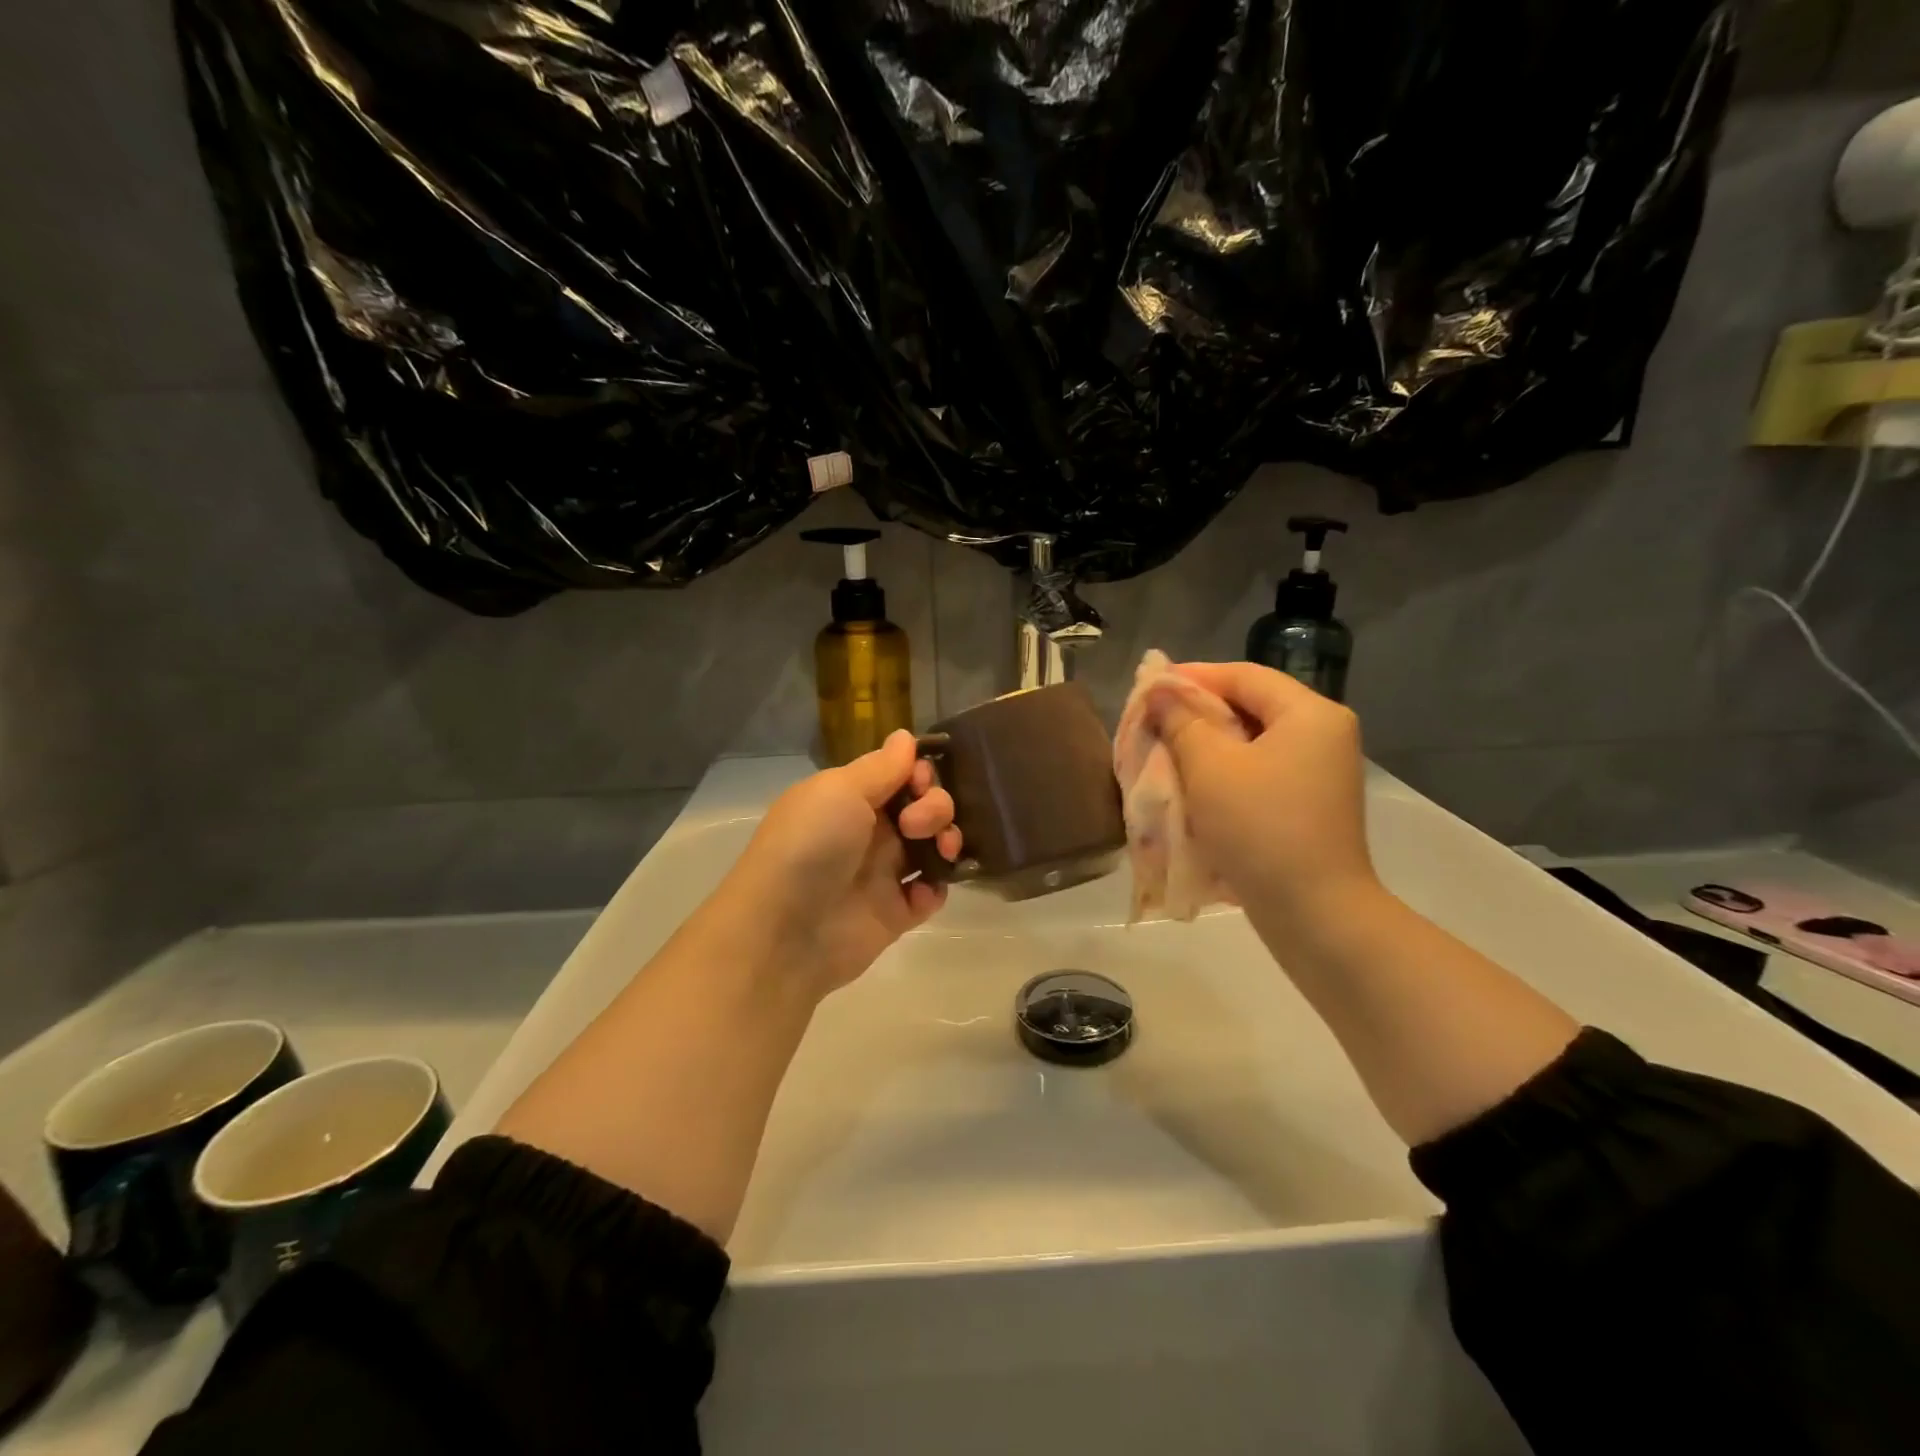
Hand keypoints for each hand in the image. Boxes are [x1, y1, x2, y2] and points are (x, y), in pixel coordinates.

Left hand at [720, 731, 960, 996]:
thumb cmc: (810, 846)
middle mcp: (868, 831)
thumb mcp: (839, 790)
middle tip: (918, 823)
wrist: (784, 931)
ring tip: (941, 852)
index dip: (919, 772)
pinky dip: (936, 888)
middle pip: (922, 806)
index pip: (899, 774)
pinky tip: (924, 890)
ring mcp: (882, 874)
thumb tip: (905, 736)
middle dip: (936, 806)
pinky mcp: (894, 914)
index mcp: (849, 797)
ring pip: (932, 846)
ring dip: (947, 840)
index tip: (920, 781)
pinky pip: (929, 893)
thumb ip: (881, 767)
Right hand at [1146, 661, 1376, 932]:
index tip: (1149, 686)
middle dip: (1197, 712)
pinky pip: (1260, 772)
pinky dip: (1225, 771)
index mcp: (1310, 714)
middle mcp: (1323, 735)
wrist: (1314, 913)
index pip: (1244, 675)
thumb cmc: (1260, 827)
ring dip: (1207, 744)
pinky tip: (1193, 784)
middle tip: (1152, 721)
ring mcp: (1320, 773)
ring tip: (1164, 751)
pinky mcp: (1310, 805)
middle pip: (1250, 706)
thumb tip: (1160, 692)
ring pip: (1252, 742)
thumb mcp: (1210, 767)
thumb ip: (1181, 721)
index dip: (1193, 675)